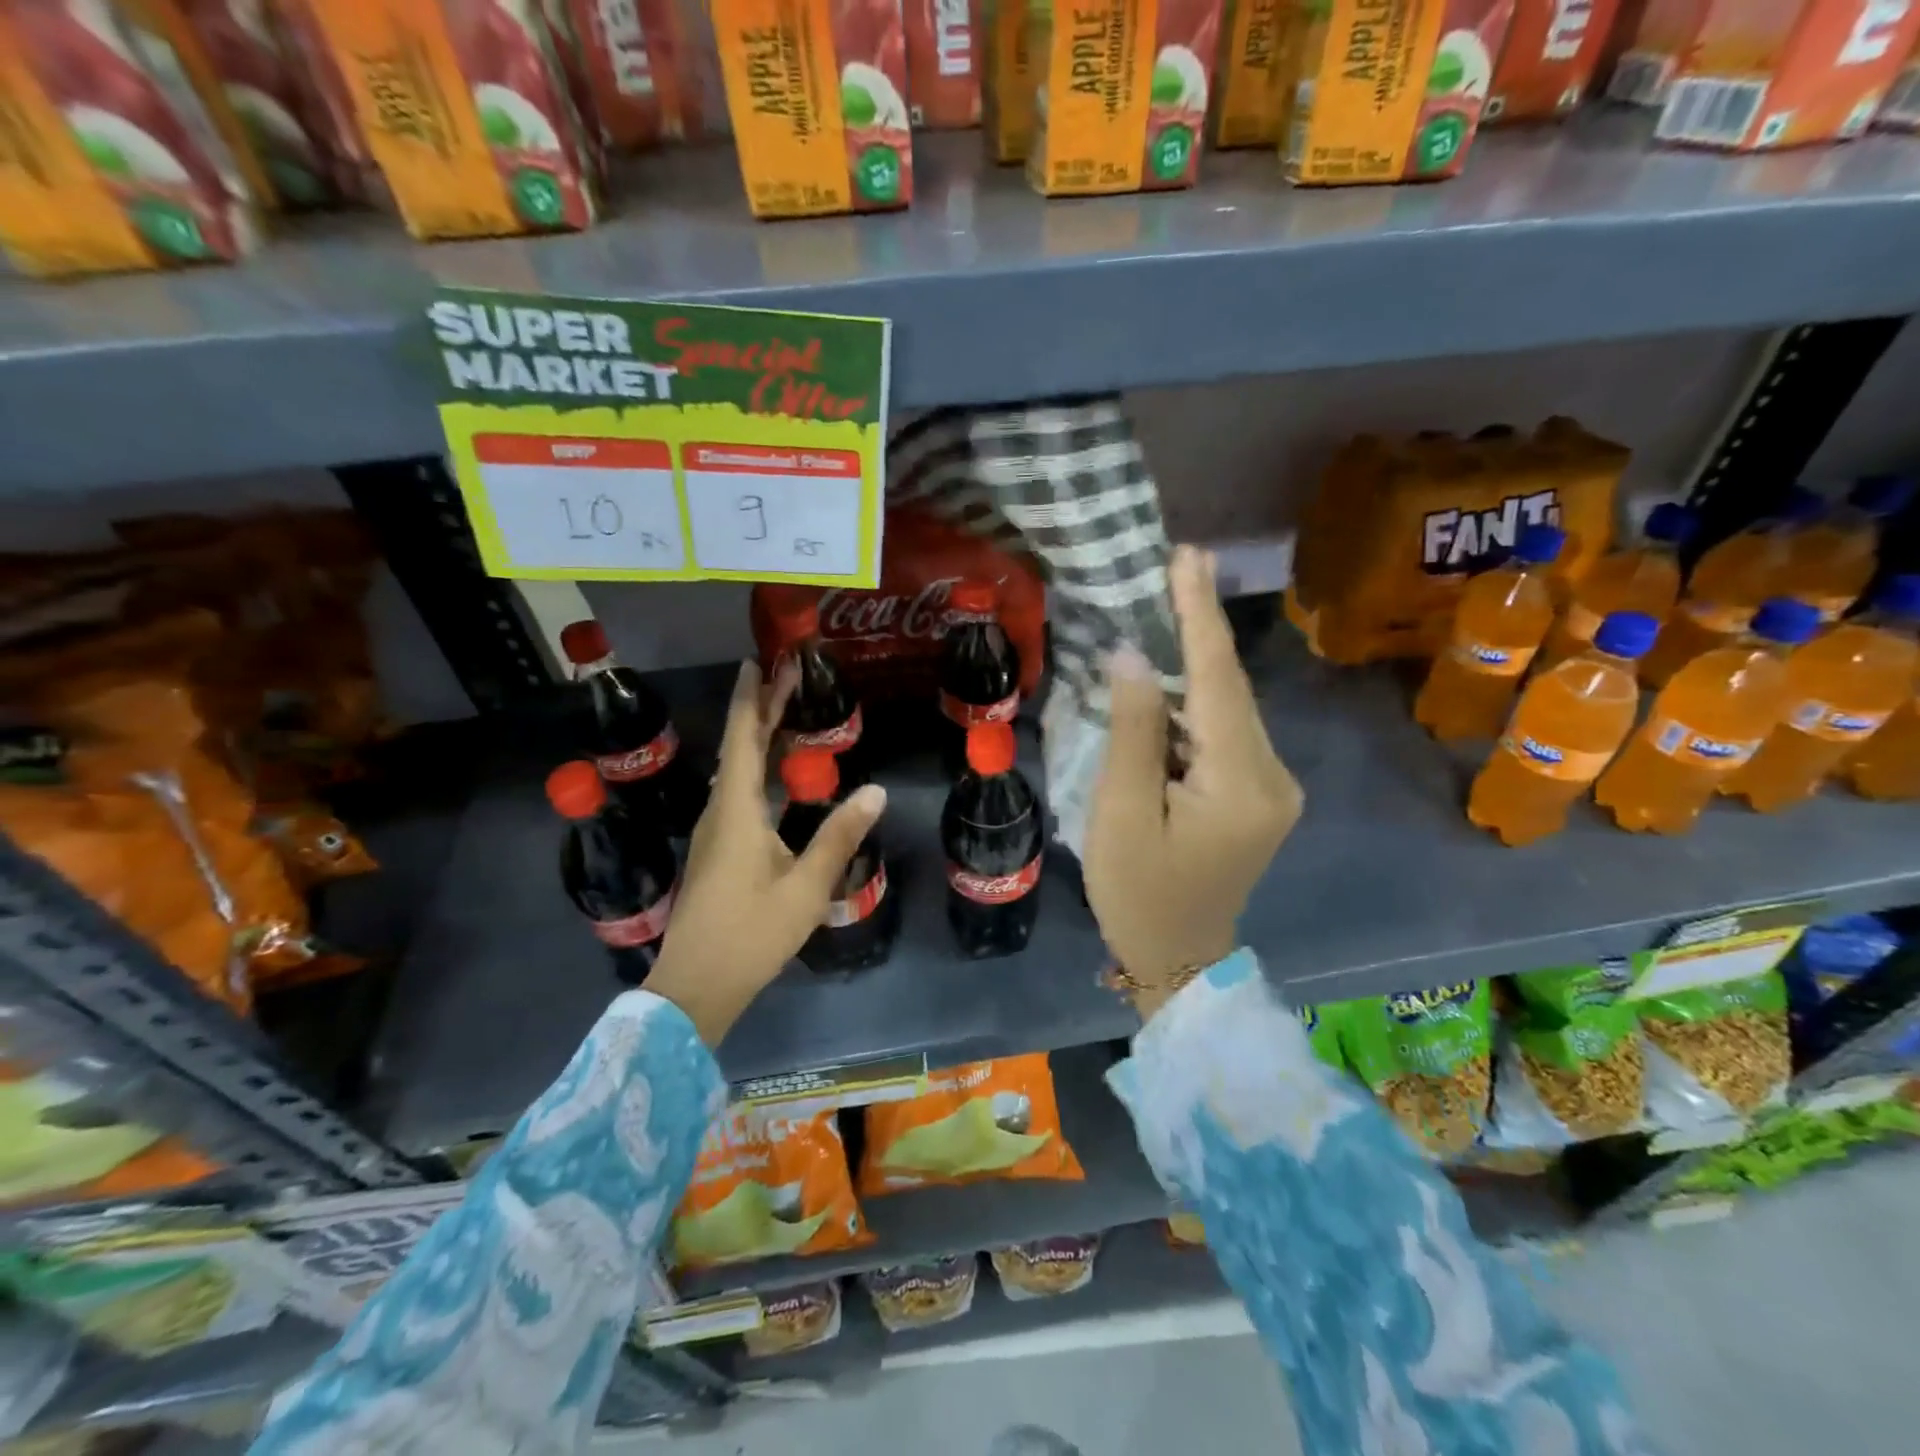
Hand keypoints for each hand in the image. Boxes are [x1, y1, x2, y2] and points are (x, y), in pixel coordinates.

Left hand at [646, 659, 887, 1046]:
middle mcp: (721, 813)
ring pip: (738, 772)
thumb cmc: (751, 934)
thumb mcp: (805, 888)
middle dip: (762, 710)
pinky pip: (740, 796)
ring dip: (759, 739)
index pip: (742, 738)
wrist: (696, 986)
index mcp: (736, 812)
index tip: (758, 662)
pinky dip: (759, 772)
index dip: (751, 698)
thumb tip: (876, 791)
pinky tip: (777, 780)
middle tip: (787, 675)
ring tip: (785, 715)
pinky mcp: (718, 853)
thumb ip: (839, 837)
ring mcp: (716, 834)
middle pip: (740, 748)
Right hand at [1084, 545, 1302, 1020]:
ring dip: (1198, 661)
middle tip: (1177, 564)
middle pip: (1231, 688)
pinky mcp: (1260, 794)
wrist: (1179, 961)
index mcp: (1242, 783)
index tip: (1188, 557)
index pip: (1219, 682)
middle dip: (1202, 626)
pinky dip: (1198, 699)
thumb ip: (1132, 732)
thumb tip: (1135, 658)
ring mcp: (1273, 786)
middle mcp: (1274, 776)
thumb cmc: (1139, 894)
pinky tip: (1173, 674)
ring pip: (1230, 707)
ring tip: (1170, 603)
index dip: (1200, 616)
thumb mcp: (1122, 815)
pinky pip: (1226, 731)